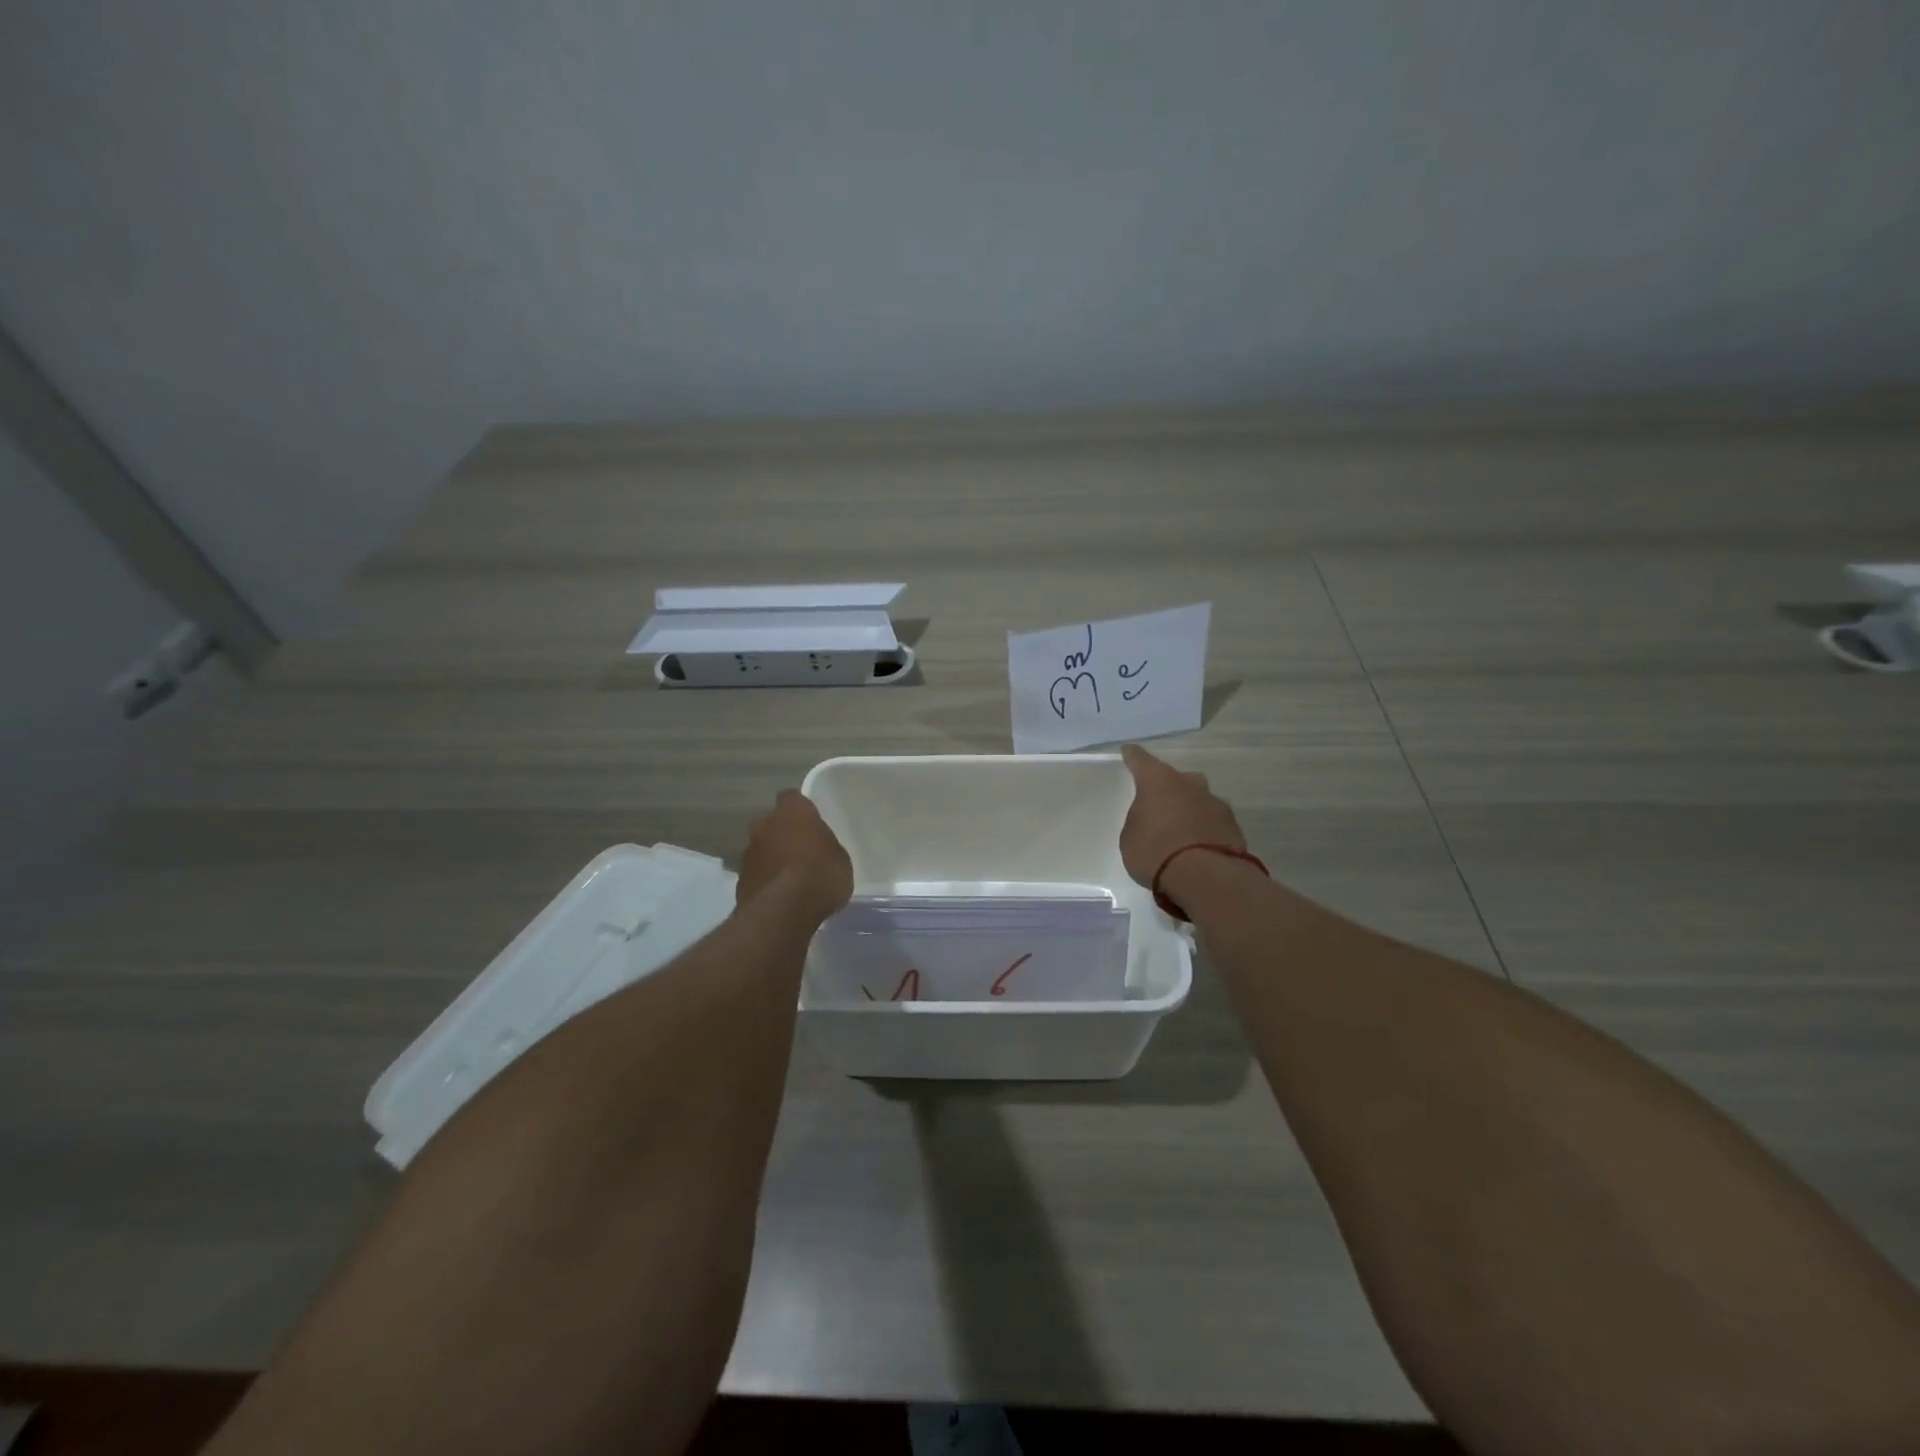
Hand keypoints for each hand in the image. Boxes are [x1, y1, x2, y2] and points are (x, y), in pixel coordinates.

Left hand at [737, 790, 852, 921]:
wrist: (783, 911)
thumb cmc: (820, 874)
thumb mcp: (840, 858)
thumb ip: (825, 846)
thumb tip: (818, 849)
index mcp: (792, 811)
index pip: (792, 798)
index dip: (802, 811)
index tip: (812, 824)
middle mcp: (764, 824)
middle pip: (773, 823)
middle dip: (783, 834)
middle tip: (802, 852)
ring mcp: (748, 852)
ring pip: (762, 848)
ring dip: (772, 858)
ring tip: (791, 879)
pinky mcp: (739, 880)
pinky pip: (757, 873)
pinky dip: (766, 880)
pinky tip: (780, 896)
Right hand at [1119, 743, 1246, 891]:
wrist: (1206, 877)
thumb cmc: (1156, 852)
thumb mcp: (1131, 837)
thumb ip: (1140, 821)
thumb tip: (1151, 819)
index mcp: (1158, 781)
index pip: (1141, 760)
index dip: (1133, 756)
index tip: (1129, 751)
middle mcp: (1189, 784)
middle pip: (1176, 779)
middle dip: (1168, 789)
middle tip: (1158, 805)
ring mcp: (1215, 803)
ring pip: (1198, 799)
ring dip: (1189, 809)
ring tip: (1179, 831)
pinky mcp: (1233, 825)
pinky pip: (1212, 821)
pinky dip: (1204, 829)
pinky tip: (1197, 846)